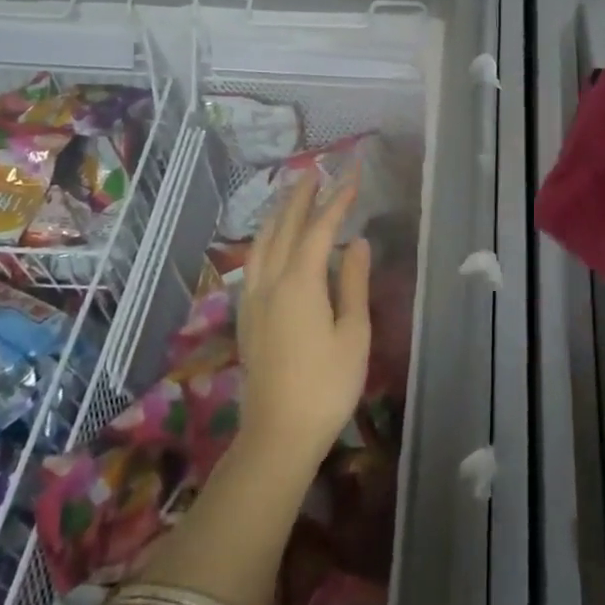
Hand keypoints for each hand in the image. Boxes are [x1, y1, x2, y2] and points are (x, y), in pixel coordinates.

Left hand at [236, 169, 372, 469]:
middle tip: (315, 170)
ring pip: (262, 242)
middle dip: (301, 196)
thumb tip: (358, 243)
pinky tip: (270, 242)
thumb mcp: (353, 333)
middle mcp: (270, 281)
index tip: (353, 175)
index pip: (321, 228)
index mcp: (300, 283)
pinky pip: (253, 261)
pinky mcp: (246, 316)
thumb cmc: (326, 385)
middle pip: (284, 227)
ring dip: (278, 213)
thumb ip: (354, 283)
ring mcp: (253, 298)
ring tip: (291, 194)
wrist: (278, 434)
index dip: (338, 199)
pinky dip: (265, 238)